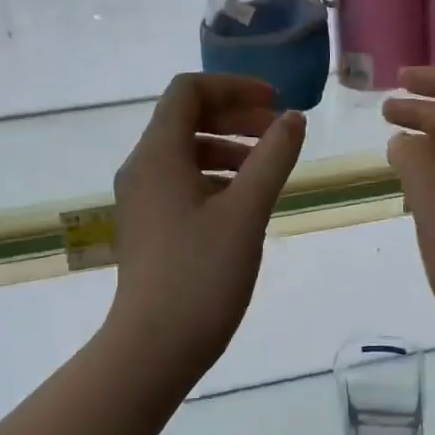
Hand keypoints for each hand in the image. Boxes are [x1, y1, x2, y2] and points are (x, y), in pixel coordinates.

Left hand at [106, 74, 305, 376]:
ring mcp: (140, 198)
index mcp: (158, 153)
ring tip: (267, 168)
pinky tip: (244, 202)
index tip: (275, 103)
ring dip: (227, 148)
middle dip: (234, 116)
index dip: (233, 87)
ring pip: (184, 152)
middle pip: (185, 118)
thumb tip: (294, 119)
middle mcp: (141, 167)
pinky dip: (214, 178)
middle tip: (278, 132)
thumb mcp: (246, 212)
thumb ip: (272, 158)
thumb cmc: (202, 275)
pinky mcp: (147, 225)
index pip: (188, 91)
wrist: (153, 346)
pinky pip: (180, 182)